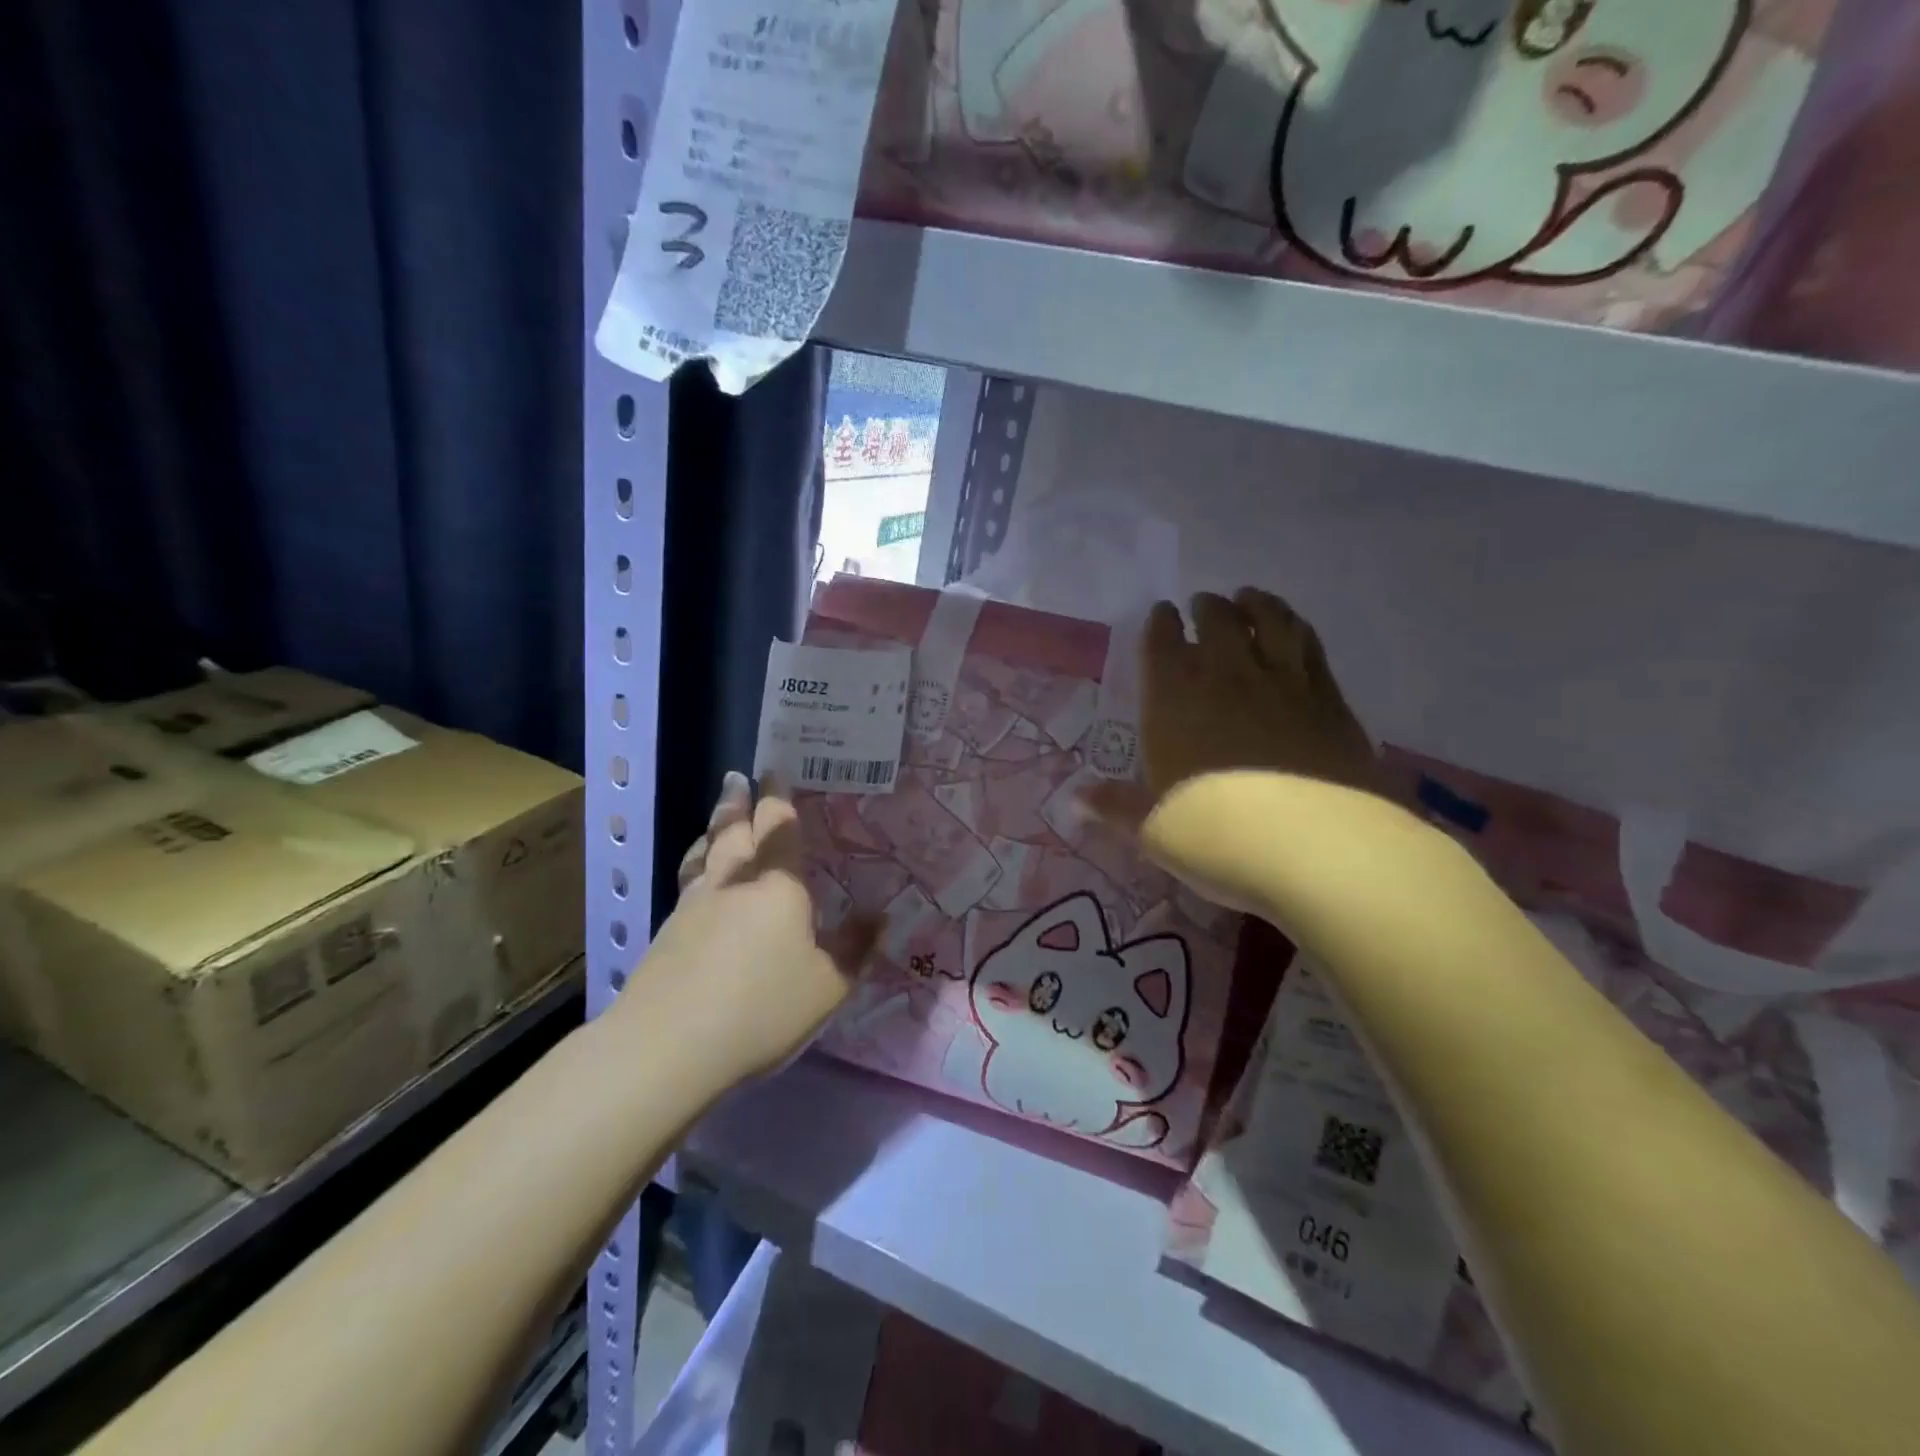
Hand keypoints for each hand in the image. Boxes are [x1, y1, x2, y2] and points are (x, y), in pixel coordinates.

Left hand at [610, 772, 879, 1090]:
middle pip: (733, 831)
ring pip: (705, 853)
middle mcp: (734, 884)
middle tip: (738, 777)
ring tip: (718, 813)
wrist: (668, 1047)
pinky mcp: (667, 933)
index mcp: (779, 887)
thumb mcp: (828, 986)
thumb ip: (856, 948)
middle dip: (739, 802)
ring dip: (713, 827)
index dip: (778, 799)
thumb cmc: (762, 1009)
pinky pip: (688, 881)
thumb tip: (882, 915)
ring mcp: (694, 906)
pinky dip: (697, 863)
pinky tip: (699, 877)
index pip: (779, 829)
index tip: (774, 772)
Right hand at [1082, 589, 1379, 893]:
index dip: (1160, 624)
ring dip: (1257, 604)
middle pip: (1218, 622)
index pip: (1163, 645)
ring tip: (1249, 598)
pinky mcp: (1332, 701)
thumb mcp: (1154, 830)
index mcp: (1175, 701)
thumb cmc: (1218, 836)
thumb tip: (1078, 798)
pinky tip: (1296, 633)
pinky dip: (1298, 630)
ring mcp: (1285, 684)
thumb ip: (1116, 807)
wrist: (1318, 847)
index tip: (1161, 612)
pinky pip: (1311, 648)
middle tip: (1204, 603)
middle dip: (1207, 608)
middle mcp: (1229, 678)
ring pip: (1271, 622)